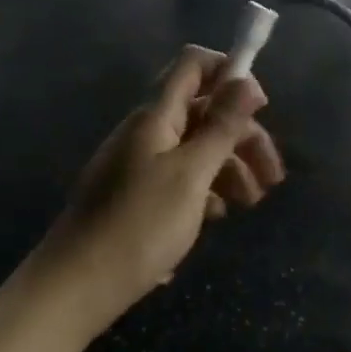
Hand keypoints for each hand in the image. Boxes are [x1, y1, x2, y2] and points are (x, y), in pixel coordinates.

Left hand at [27, 46, 283, 335]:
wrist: (77, 286)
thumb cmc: (140, 225)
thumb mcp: (191, 174)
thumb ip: (221, 126)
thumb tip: (246, 80)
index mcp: (156, 116)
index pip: (194, 65)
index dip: (230, 73)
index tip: (261, 107)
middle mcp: (147, 131)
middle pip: (203, 113)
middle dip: (242, 137)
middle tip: (273, 177)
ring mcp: (139, 164)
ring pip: (195, 149)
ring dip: (229, 168)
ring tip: (250, 204)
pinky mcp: (136, 196)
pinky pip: (178, 179)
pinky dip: (203, 191)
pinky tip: (215, 219)